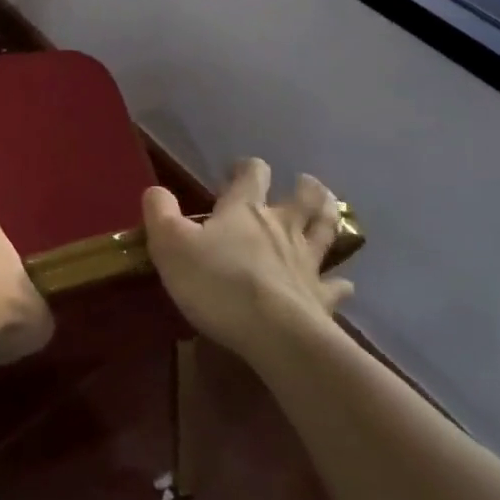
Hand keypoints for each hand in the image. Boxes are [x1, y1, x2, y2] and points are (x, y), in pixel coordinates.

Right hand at [142, 158, 353, 357]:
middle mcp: (281, 227)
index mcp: (245, 210)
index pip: (252, 174)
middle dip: (304, 187)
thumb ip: (160, 213)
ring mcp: (306, 262)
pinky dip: (340, 283)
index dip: (246, 168)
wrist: (272, 331)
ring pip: (325, 231)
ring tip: (331, 208)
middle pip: (302, 198)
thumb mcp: (171, 244)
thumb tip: (155, 190)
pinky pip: (334, 286)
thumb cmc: (217, 282)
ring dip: (328, 216)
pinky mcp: (320, 298)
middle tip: (304, 183)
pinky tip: (345, 284)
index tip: (237, 171)